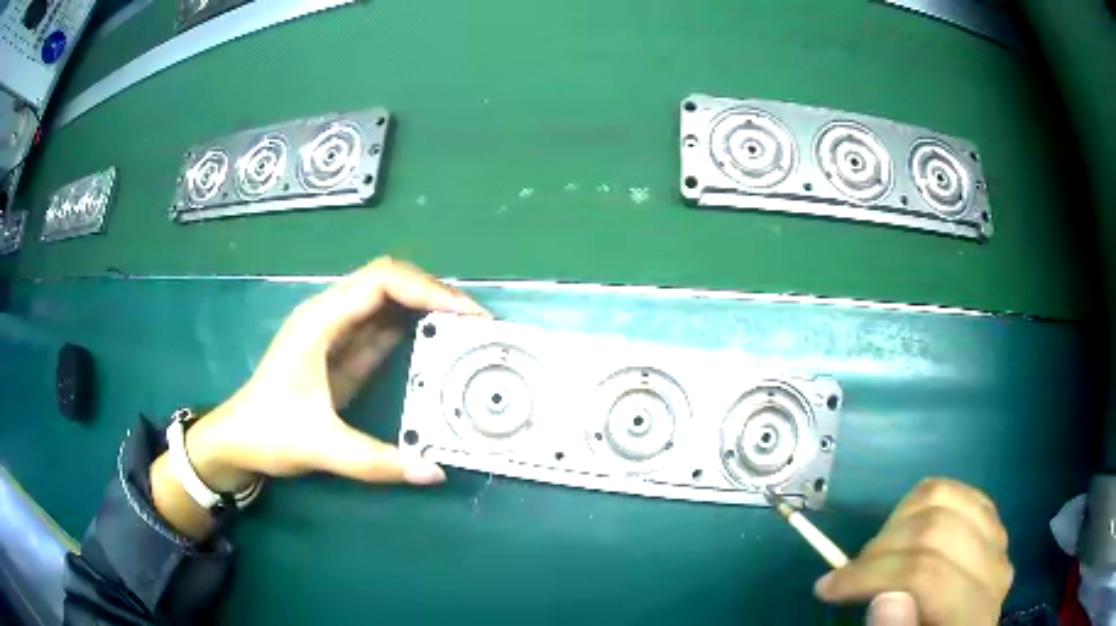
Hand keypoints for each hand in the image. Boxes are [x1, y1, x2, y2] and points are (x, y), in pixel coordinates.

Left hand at [183, 257, 489, 491]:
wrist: (237, 439)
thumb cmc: (268, 432)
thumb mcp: (320, 447)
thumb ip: (377, 462)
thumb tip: (436, 471)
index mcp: (320, 320)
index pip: (381, 282)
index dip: (427, 290)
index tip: (465, 315)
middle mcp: (330, 315)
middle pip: (390, 282)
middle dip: (435, 296)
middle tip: (476, 324)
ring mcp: (337, 332)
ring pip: (390, 303)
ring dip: (428, 311)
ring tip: (468, 333)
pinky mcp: (343, 352)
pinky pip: (384, 330)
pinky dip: (415, 333)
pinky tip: (438, 349)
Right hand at [814, 478, 1012, 625]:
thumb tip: (884, 599)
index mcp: (973, 614)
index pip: (925, 574)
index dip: (872, 576)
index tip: (827, 589)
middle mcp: (993, 569)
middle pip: (936, 528)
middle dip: (880, 547)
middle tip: (849, 573)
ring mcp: (997, 540)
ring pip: (946, 496)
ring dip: (897, 520)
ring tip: (875, 555)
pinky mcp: (992, 523)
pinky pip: (956, 491)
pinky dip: (920, 506)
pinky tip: (903, 535)